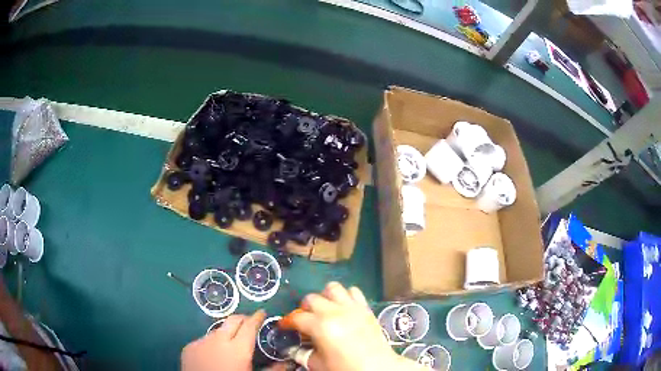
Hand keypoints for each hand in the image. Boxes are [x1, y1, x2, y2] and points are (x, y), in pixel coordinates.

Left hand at [181, 310, 265, 370]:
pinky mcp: (189, 347)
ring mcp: (201, 342)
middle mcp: (218, 340)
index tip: (262, 312)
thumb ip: (273, 369)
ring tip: (231, 345)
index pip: (249, 325)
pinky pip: (203, 340)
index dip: (257, 317)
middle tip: (250, 323)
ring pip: (217, 330)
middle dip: (243, 318)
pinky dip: (212, 344)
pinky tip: (213, 356)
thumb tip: (290, 363)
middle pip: (232, 320)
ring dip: (226, 333)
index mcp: (238, 349)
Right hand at [291, 282, 423, 370]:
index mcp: (320, 326)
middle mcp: (335, 312)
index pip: (297, 318)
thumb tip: (292, 349)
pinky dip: (346, 296)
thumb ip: (303, 354)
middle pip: (311, 298)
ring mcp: (352, 307)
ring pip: (332, 288)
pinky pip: (354, 291)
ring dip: (325, 297)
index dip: (287, 322)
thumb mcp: (319, 364)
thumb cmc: (345, 368)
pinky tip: (344, 308)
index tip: (285, 326)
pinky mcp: (365, 307)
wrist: (378, 367)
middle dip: (304, 308)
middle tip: (305, 320)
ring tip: (324, 309)